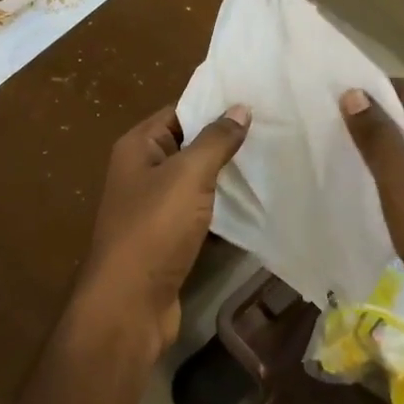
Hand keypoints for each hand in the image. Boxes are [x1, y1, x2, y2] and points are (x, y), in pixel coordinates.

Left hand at [72, 103, 251, 360]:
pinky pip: (199, 212)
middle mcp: (142, 171)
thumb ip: (215, 140)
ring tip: (273, 159)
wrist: (129, 304)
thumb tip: (240, 108)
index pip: (178, 111)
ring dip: (227, 175)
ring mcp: (154, 207)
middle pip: (188, 145)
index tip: (256, 99)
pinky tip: (256, 202)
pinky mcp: (168, 238)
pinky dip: (223, 207)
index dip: (213, 104)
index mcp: (138, 147)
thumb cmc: (154, 229)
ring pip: (196, 181)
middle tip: (274, 128)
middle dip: (225, 140)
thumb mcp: (188, 175)